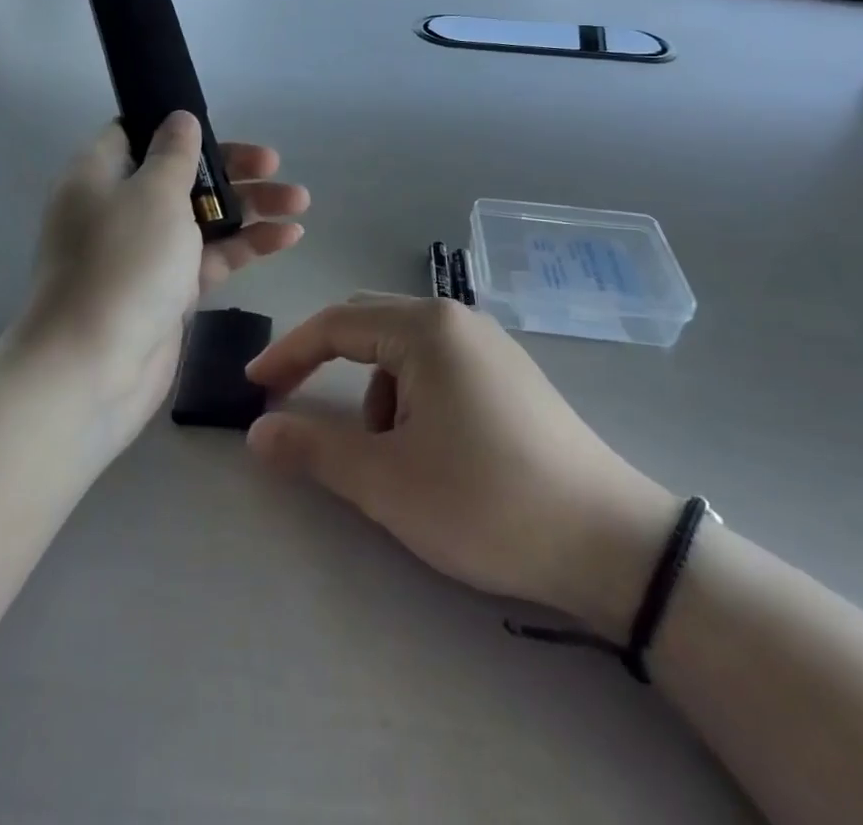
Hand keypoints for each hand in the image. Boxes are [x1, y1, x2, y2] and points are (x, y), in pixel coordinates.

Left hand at [14, 112, 307, 451]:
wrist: (93, 369)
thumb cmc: (123, 264)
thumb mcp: (154, 193)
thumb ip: (174, 154)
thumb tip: (179, 119)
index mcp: (99, 175)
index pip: (135, 133)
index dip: (176, 126)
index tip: (218, 126)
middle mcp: (118, 208)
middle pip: (180, 174)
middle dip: (230, 168)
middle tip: (273, 165)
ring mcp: (144, 252)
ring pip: (201, 216)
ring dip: (249, 206)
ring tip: (300, 201)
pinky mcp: (166, 289)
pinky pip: (209, 256)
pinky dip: (245, 245)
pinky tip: (288, 236)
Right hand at [246, 295, 676, 638]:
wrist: (608, 541)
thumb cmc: (485, 500)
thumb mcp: (387, 481)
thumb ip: (314, 450)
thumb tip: (256, 432)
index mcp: (426, 328)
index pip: (336, 324)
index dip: (289, 353)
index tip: (254, 387)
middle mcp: (457, 320)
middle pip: (369, 324)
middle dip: (327, 364)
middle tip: (293, 406)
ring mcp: (488, 345)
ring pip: (403, 352)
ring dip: (376, 396)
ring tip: (392, 460)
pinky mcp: (508, 374)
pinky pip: (437, 369)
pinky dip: (410, 401)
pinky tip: (433, 452)